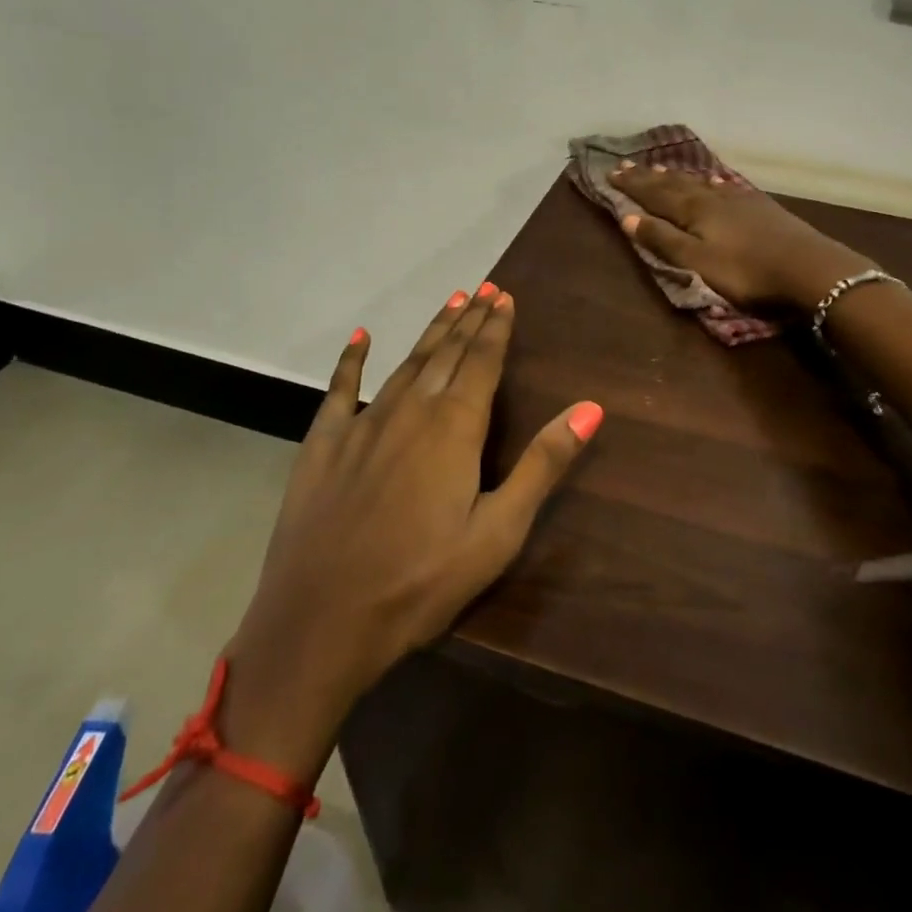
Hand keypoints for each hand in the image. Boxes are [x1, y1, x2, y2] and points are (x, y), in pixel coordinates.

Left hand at [220, 285, 600, 770]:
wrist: (320, 623)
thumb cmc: (421, 582)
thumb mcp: (498, 532)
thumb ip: (542, 464)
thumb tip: (591, 407)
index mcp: (454, 427)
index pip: (482, 362)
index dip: (496, 328)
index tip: (505, 297)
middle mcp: (410, 411)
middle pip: (446, 354)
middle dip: (469, 320)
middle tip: (484, 288)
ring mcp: (362, 424)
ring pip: (405, 364)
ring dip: (431, 332)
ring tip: (450, 303)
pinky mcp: (323, 444)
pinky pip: (339, 389)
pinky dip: (351, 361)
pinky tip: (359, 338)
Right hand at [612, 162, 873, 310]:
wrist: (811, 269)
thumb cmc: (747, 272)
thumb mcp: (697, 263)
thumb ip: (663, 240)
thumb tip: (627, 217)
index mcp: (694, 211)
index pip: (655, 193)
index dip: (633, 185)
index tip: (611, 173)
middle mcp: (714, 197)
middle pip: (675, 184)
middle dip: (650, 176)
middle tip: (628, 165)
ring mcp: (740, 200)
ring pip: (701, 183)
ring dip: (678, 177)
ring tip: (662, 168)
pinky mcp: (761, 208)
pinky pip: (726, 188)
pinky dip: (711, 183)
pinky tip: (715, 182)